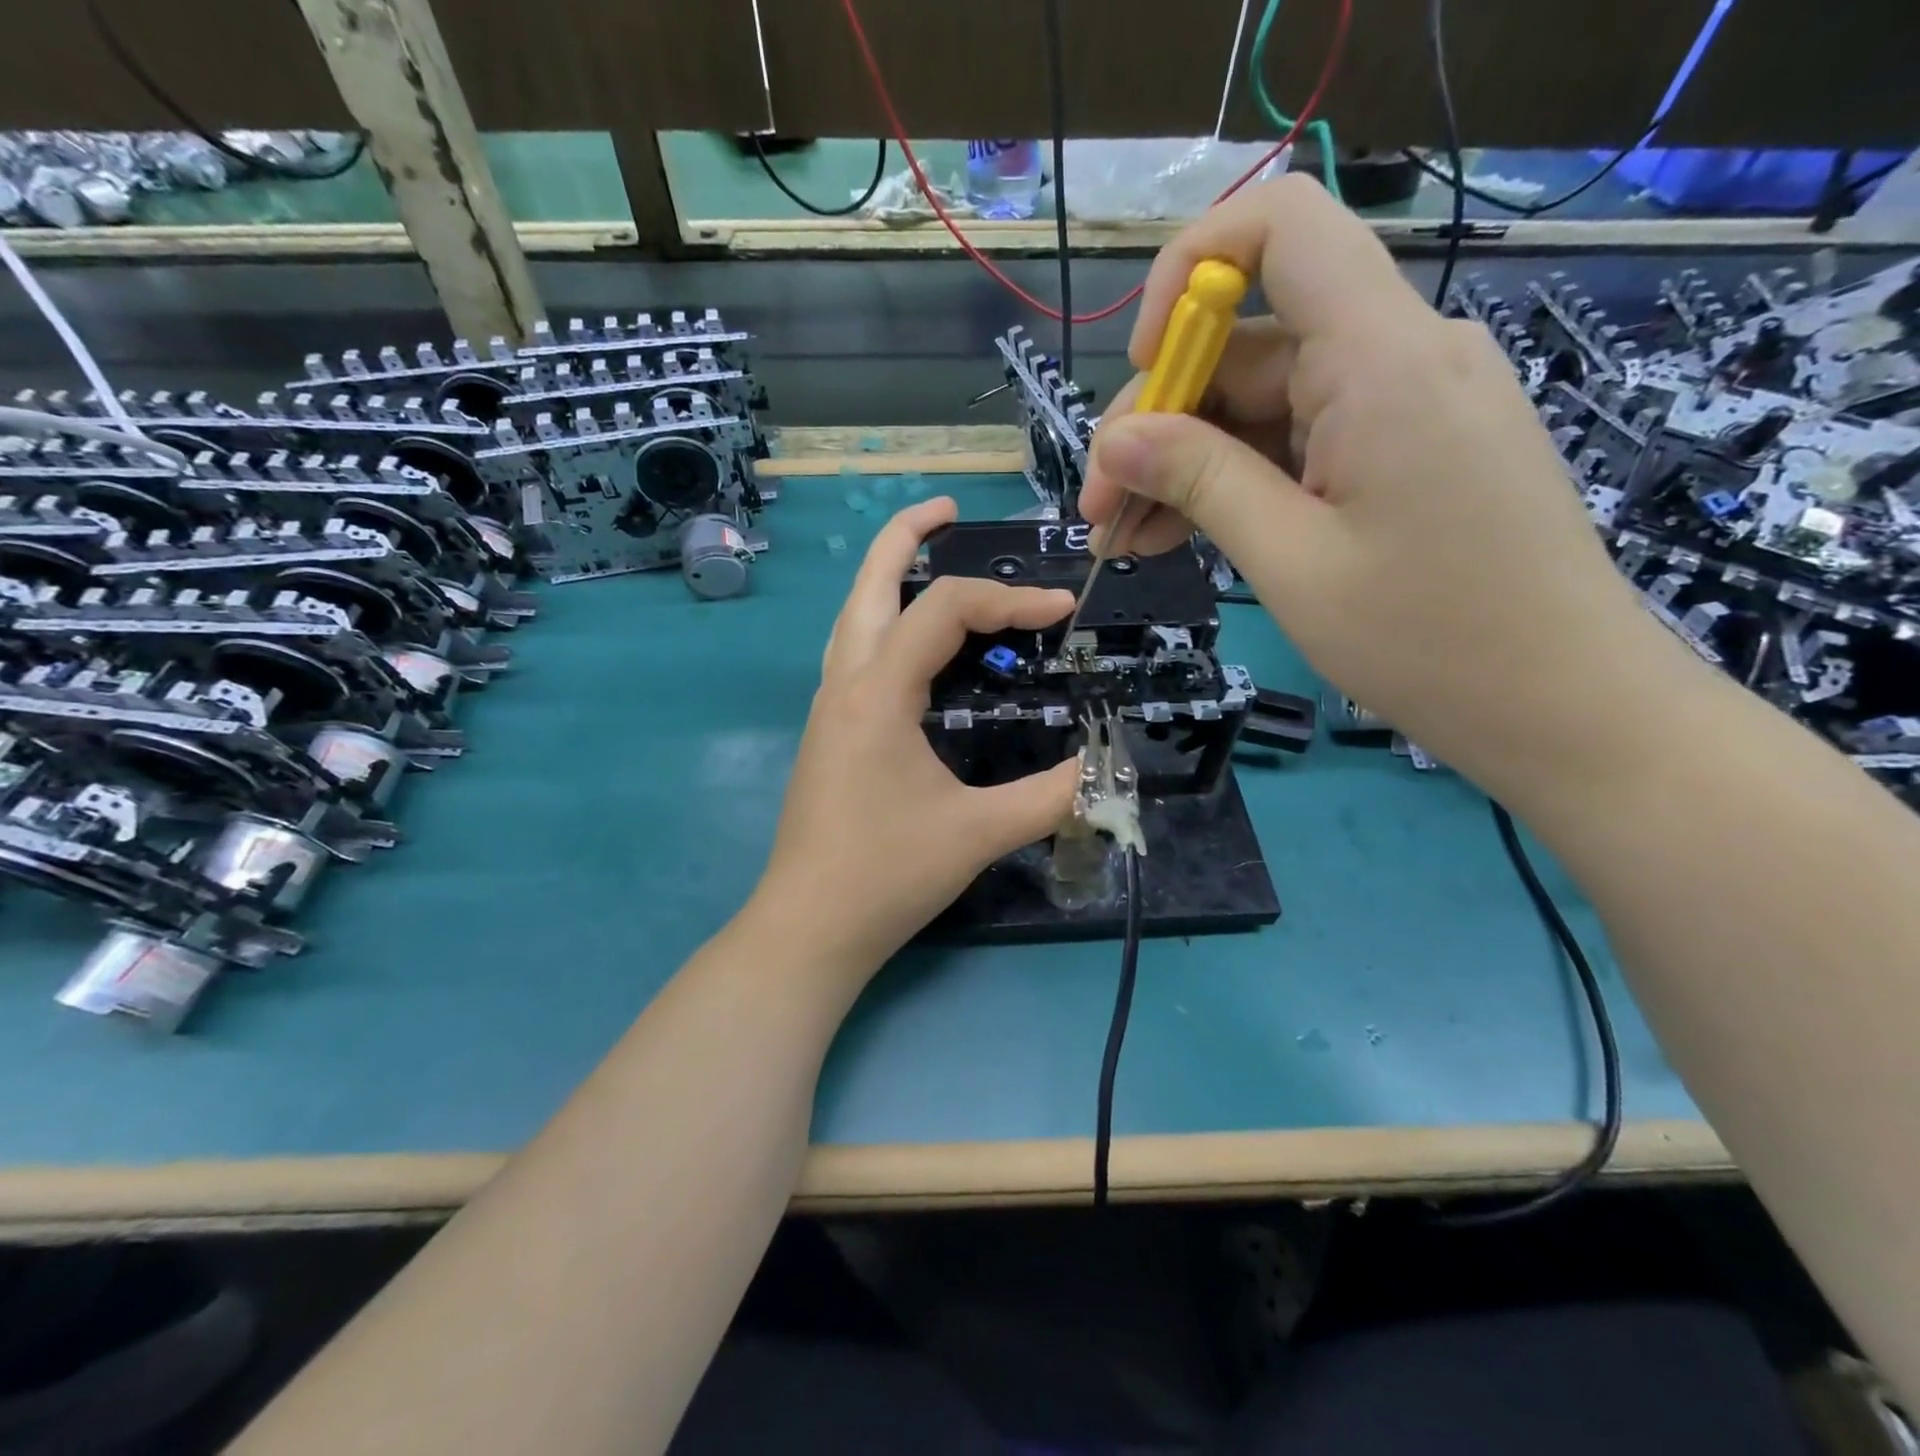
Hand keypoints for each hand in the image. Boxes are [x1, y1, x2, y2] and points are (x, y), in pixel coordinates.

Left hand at [750, 497, 1080, 975]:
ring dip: (889, 576)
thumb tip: (1106, 768)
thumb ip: (1051, 795)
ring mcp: (828, 706)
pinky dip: (885, 622)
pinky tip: (914, 644)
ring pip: (854, 615)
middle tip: (952, 511)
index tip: (1062, 613)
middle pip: (869, 583)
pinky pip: (854, 651)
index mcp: (878, 692)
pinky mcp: (827, 731)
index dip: (1010, 600)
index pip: (946, 611)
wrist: (809, 927)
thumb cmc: (887, 875)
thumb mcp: (979, 832)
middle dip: (908, 536)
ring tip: (929, 557)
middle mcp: (845, 683)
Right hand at [1078, 176, 1688, 797]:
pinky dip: (1233, 484)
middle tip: (1097, 512)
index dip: (1187, 272)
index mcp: (1380, 359)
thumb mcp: (1290, 559)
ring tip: (1124, 540)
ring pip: (1260, 405)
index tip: (1143, 370)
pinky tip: (1178, 537)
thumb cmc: (1426, 638)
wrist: (1559, 701)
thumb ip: (1200, 481)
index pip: (1279, 228)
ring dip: (1184, 466)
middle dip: (1157, 422)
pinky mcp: (1400, 450)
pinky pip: (1296, 443)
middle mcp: (1396, 356)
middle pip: (1245, 343)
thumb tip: (1116, 440)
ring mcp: (1401, 405)